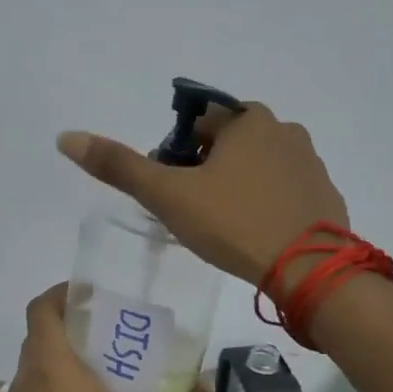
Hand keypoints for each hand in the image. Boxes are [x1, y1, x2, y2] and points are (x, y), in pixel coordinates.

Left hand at [2, 285, 215, 391]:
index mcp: (51, 369)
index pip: (41, 309)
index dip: (61, 293)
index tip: (90, 296)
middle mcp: (24, 383)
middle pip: (39, 336)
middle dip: (70, 328)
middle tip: (108, 335)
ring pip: (34, 369)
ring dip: (61, 362)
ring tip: (101, 375)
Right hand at [57, 101, 347, 292]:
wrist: (309, 271)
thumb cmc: (234, 224)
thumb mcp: (168, 195)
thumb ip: (119, 166)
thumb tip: (66, 137)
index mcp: (248, 120)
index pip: (199, 124)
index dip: (177, 155)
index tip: (173, 190)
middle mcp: (285, 130)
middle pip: (229, 144)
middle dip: (207, 171)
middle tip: (195, 213)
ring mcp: (311, 163)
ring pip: (258, 167)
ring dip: (238, 186)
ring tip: (225, 228)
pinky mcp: (326, 195)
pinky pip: (285, 191)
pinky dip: (267, 204)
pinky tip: (257, 235)